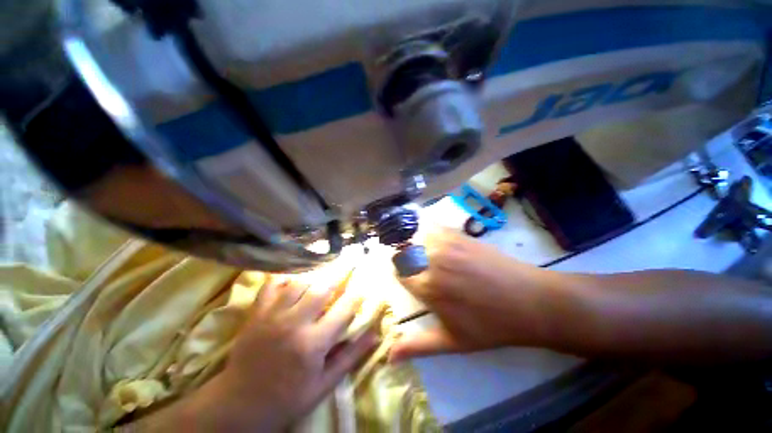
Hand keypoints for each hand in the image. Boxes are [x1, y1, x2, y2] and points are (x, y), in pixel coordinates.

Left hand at [170, 277, 378, 430]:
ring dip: (316, 274)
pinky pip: (271, 285)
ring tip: (326, 269)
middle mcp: (294, 323)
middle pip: (322, 288)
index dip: (357, 294)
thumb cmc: (288, 397)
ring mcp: (272, 315)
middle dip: (340, 273)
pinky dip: (285, 276)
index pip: (344, 309)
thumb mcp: (324, 384)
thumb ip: (350, 356)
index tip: (364, 286)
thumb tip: (375, 335)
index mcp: (313, 344)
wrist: (239, 404)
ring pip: (299, 283)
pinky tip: (295, 276)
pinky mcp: (256, 313)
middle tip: (350, 262)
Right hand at [391, 229, 563, 361]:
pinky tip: (439, 244)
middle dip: (406, 260)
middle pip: (405, 252)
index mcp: (428, 286)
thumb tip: (389, 357)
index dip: (402, 275)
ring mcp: (447, 244)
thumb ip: (418, 346)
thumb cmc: (490, 325)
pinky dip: (430, 233)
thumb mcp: (453, 342)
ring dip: (416, 244)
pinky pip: (435, 227)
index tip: (410, 280)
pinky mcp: (460, 235)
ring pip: (417, 236)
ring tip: (428, 255)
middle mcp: (432, 260)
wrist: (529, 301)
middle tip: (420, 269)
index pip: (399, 271)